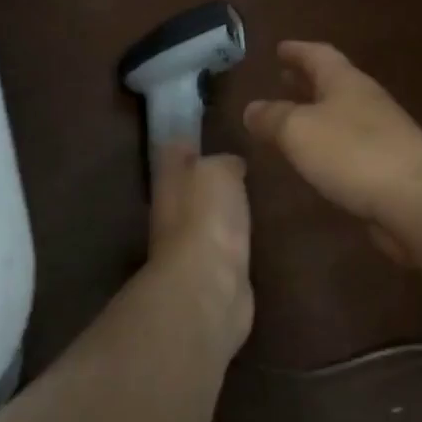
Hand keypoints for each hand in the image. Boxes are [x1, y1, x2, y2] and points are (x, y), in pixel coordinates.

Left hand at [149, 145, 252, 352]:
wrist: (209, 287)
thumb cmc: (207, 218)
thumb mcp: (217, 171)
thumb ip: (222, 161)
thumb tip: (230, 164)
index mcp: (169, 182)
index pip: (173, 152)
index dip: (188, 142)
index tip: (210, 134)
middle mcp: (173, 212)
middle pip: (188, 188)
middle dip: (207, 178)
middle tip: (240, 166)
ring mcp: (191, 247)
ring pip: (206, 218)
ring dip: (221, 210)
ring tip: (251, 197)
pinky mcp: (213, 274)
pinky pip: (225, 246)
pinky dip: (234, 239)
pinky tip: (252, 233)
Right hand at [244, 41, 421, 264]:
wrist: (418, 200)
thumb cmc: (354, 154)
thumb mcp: (299, 131)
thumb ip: (273, 118)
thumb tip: (251, 108)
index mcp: (346, 83)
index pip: (318, 56)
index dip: (297, 51)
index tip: (280, 47)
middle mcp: (366, 102)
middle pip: (333, 83)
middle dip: (306, 80)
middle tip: (284, 77)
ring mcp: (382, 135)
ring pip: (341, 115)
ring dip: (317, 112)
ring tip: (293, 119)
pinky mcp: (388, 168)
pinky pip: (350, 147)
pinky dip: (329, 145)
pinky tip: (318, 160)